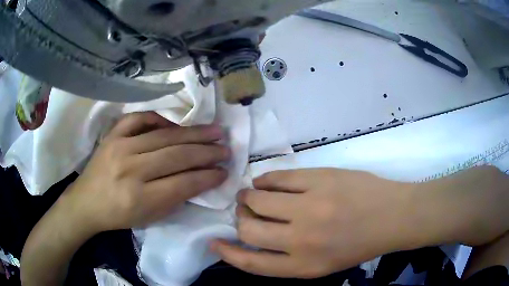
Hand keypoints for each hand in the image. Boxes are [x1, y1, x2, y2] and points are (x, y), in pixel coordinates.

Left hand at [59, 112, 228, 233]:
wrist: (86, 202)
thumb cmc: (118, 216)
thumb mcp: (149, 217)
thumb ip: (175, 198)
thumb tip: (201, 178)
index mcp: (139, 198)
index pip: (183, 183)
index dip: (207, 177)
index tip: (224, 171)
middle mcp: (130, 169)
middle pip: (177, 156)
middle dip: (207, 152)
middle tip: (226, 148)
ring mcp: (120, 146)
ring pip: (164, 135)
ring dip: (193, 133)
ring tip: (214, 131)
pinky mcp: (113, 134)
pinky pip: (140, 118)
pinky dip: (160, 119)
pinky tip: (174, 124)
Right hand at [212, 169, 415, 277]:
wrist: (392, 217)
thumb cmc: (357, 245)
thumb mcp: (321, 265)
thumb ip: (286, 257)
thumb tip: (255, 237)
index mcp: (303, 265)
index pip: (251, 262)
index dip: (227, 252)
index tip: (215, 242)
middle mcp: (301, 239)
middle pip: (248, 228)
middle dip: (240, 218)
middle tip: (244, 212)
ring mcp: (310, 206)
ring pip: (257, 198)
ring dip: (248, 196)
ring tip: (254, 194)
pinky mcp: (318, 179)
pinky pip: (276, 177)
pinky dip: (265, 179)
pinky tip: (267, 182)